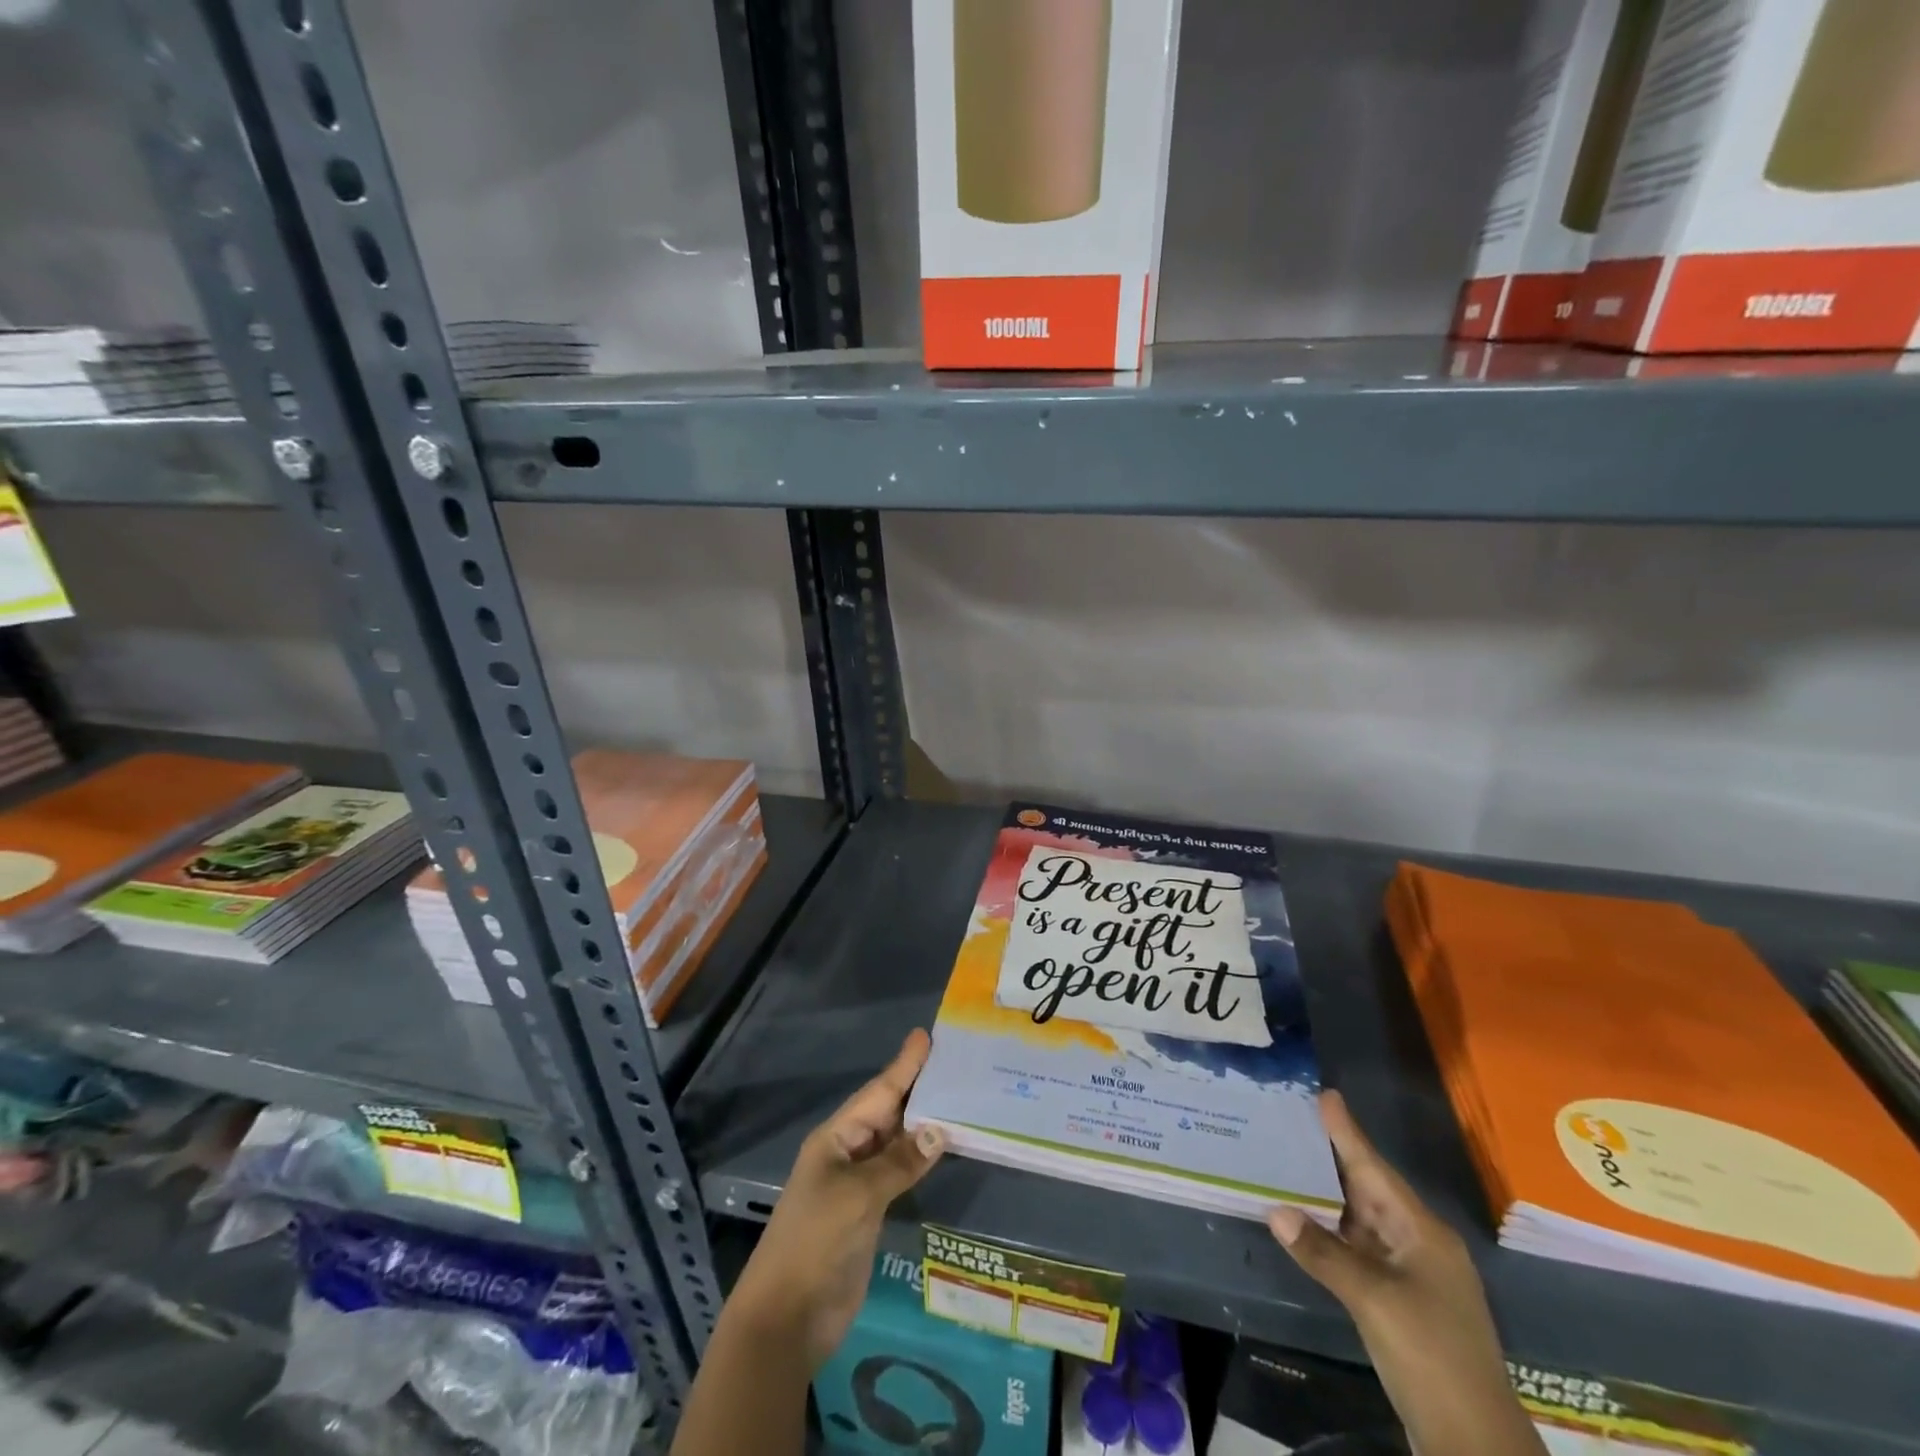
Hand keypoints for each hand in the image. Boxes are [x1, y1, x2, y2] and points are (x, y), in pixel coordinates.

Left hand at [729, 1030, 944, 1370]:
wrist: (787, 1317)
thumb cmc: (816, 1241)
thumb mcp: (858, 1196)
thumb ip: (898, 1162)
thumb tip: (938, 1132)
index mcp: (836, 1138)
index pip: (878, 1092)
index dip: (903, 1065)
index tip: (926, 1036)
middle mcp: (847, 1153)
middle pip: (888, 1112)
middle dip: (917, 1087)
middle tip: (953, 1062)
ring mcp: (858, 1184)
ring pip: (896, 1142)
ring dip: (923, 1123)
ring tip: (958, 1098)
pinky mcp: (869, 1213)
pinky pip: (899, 1173)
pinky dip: (920, 1159)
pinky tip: (942, 1148)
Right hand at [1269, 1091, 1543, 1455]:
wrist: (1474, 1443)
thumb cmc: (1430, 1354)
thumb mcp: (1374, 1300)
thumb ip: (1323, 1253)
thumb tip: (1275, 1210)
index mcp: (1423, 1233)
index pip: (1375, 1170)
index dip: (1348, 1133)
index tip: (1326, 1095)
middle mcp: (1419, 1245)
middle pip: (1370, 1190)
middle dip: (1334, 1157)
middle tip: (1296, 1120)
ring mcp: (1412, 1275)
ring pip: (1363, 1221)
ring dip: (1329, 1196)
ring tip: (1291, 1161)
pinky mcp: (1401, 1302)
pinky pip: (1360, 1250)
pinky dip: (1332, 1232)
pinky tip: (1307, 1222)